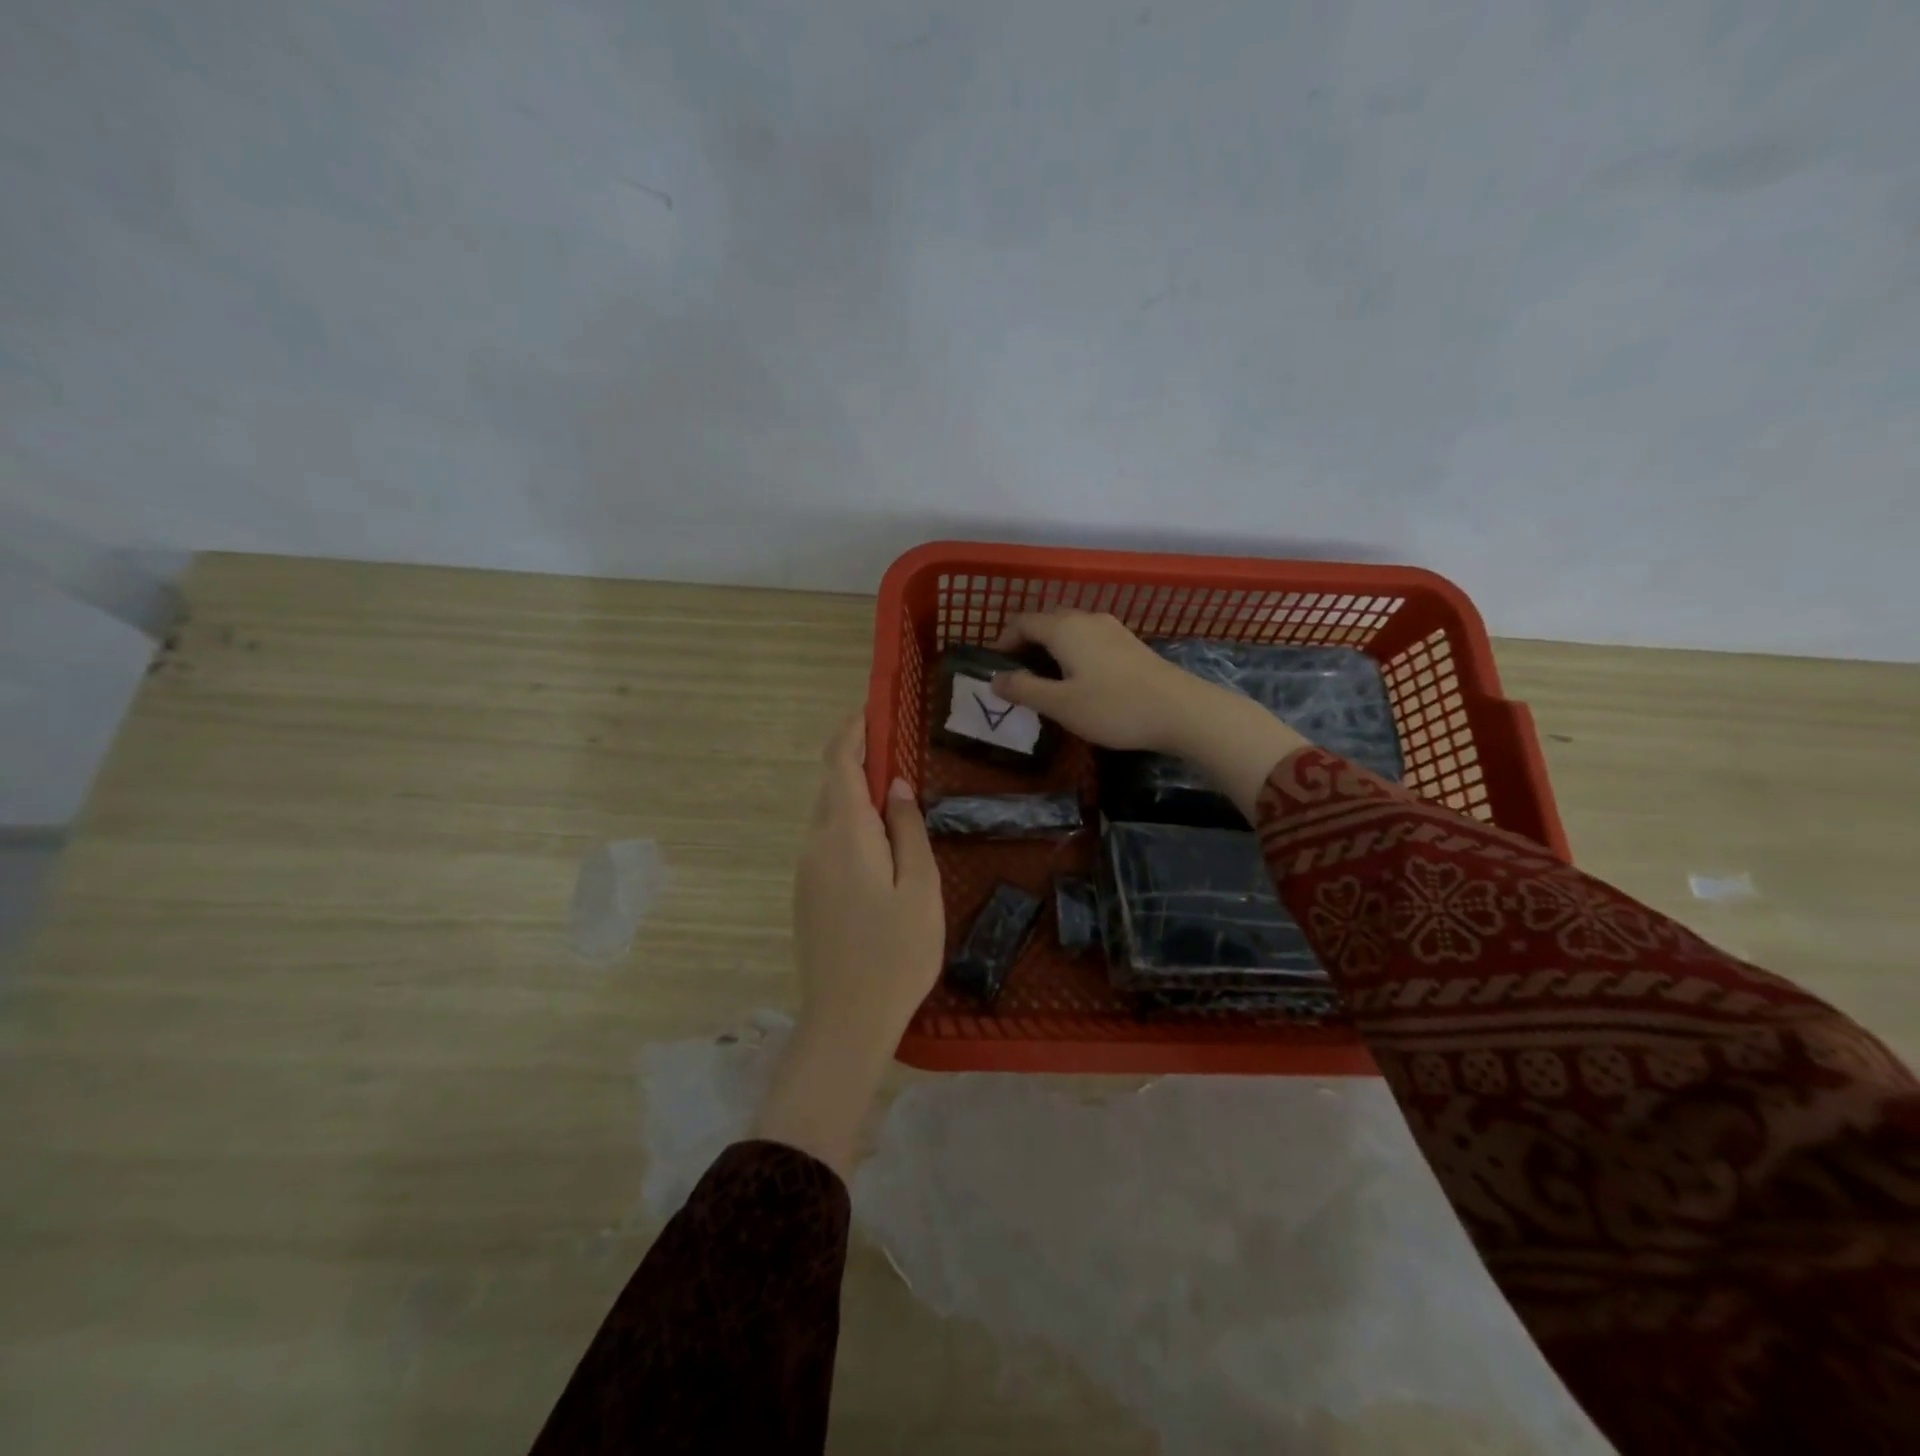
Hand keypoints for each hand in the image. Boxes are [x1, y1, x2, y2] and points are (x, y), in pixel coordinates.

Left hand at [790, 712, 944, 1042]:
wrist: (845, 1021)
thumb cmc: (896, 953)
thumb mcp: (920, 887)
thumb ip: (908, 830)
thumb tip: (898, 787)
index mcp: (844, 835)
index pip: (840, 765)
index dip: (853, 732)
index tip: (871, 710)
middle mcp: (816, 845)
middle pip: (833, 789)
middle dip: (861, 765)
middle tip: (900, 759)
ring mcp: (806, 872)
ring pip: (831, 818)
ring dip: (858, 800)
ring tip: (899, 807)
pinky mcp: (807, 896)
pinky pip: (829, 845)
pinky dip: (852, 829)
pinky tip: (881, 851)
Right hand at [990, 609, 1211, 753]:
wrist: (1181, 711)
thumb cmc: (1114, 707)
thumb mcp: (1061, 705)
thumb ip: (1024, 689)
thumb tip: (995, 679)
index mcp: (1064, 628)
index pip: (1022, 622)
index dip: (1003, 641)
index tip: (994, 668)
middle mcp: (1086, 619)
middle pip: (1046, 622)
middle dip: (1026, 644)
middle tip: (1016, 676)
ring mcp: (1112, 629)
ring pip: (1070, 631)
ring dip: (1050, 649)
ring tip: (1044, 681)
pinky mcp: (1129, 644)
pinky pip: (1089, 640)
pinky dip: (1072, 654)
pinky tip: (1077, 681)